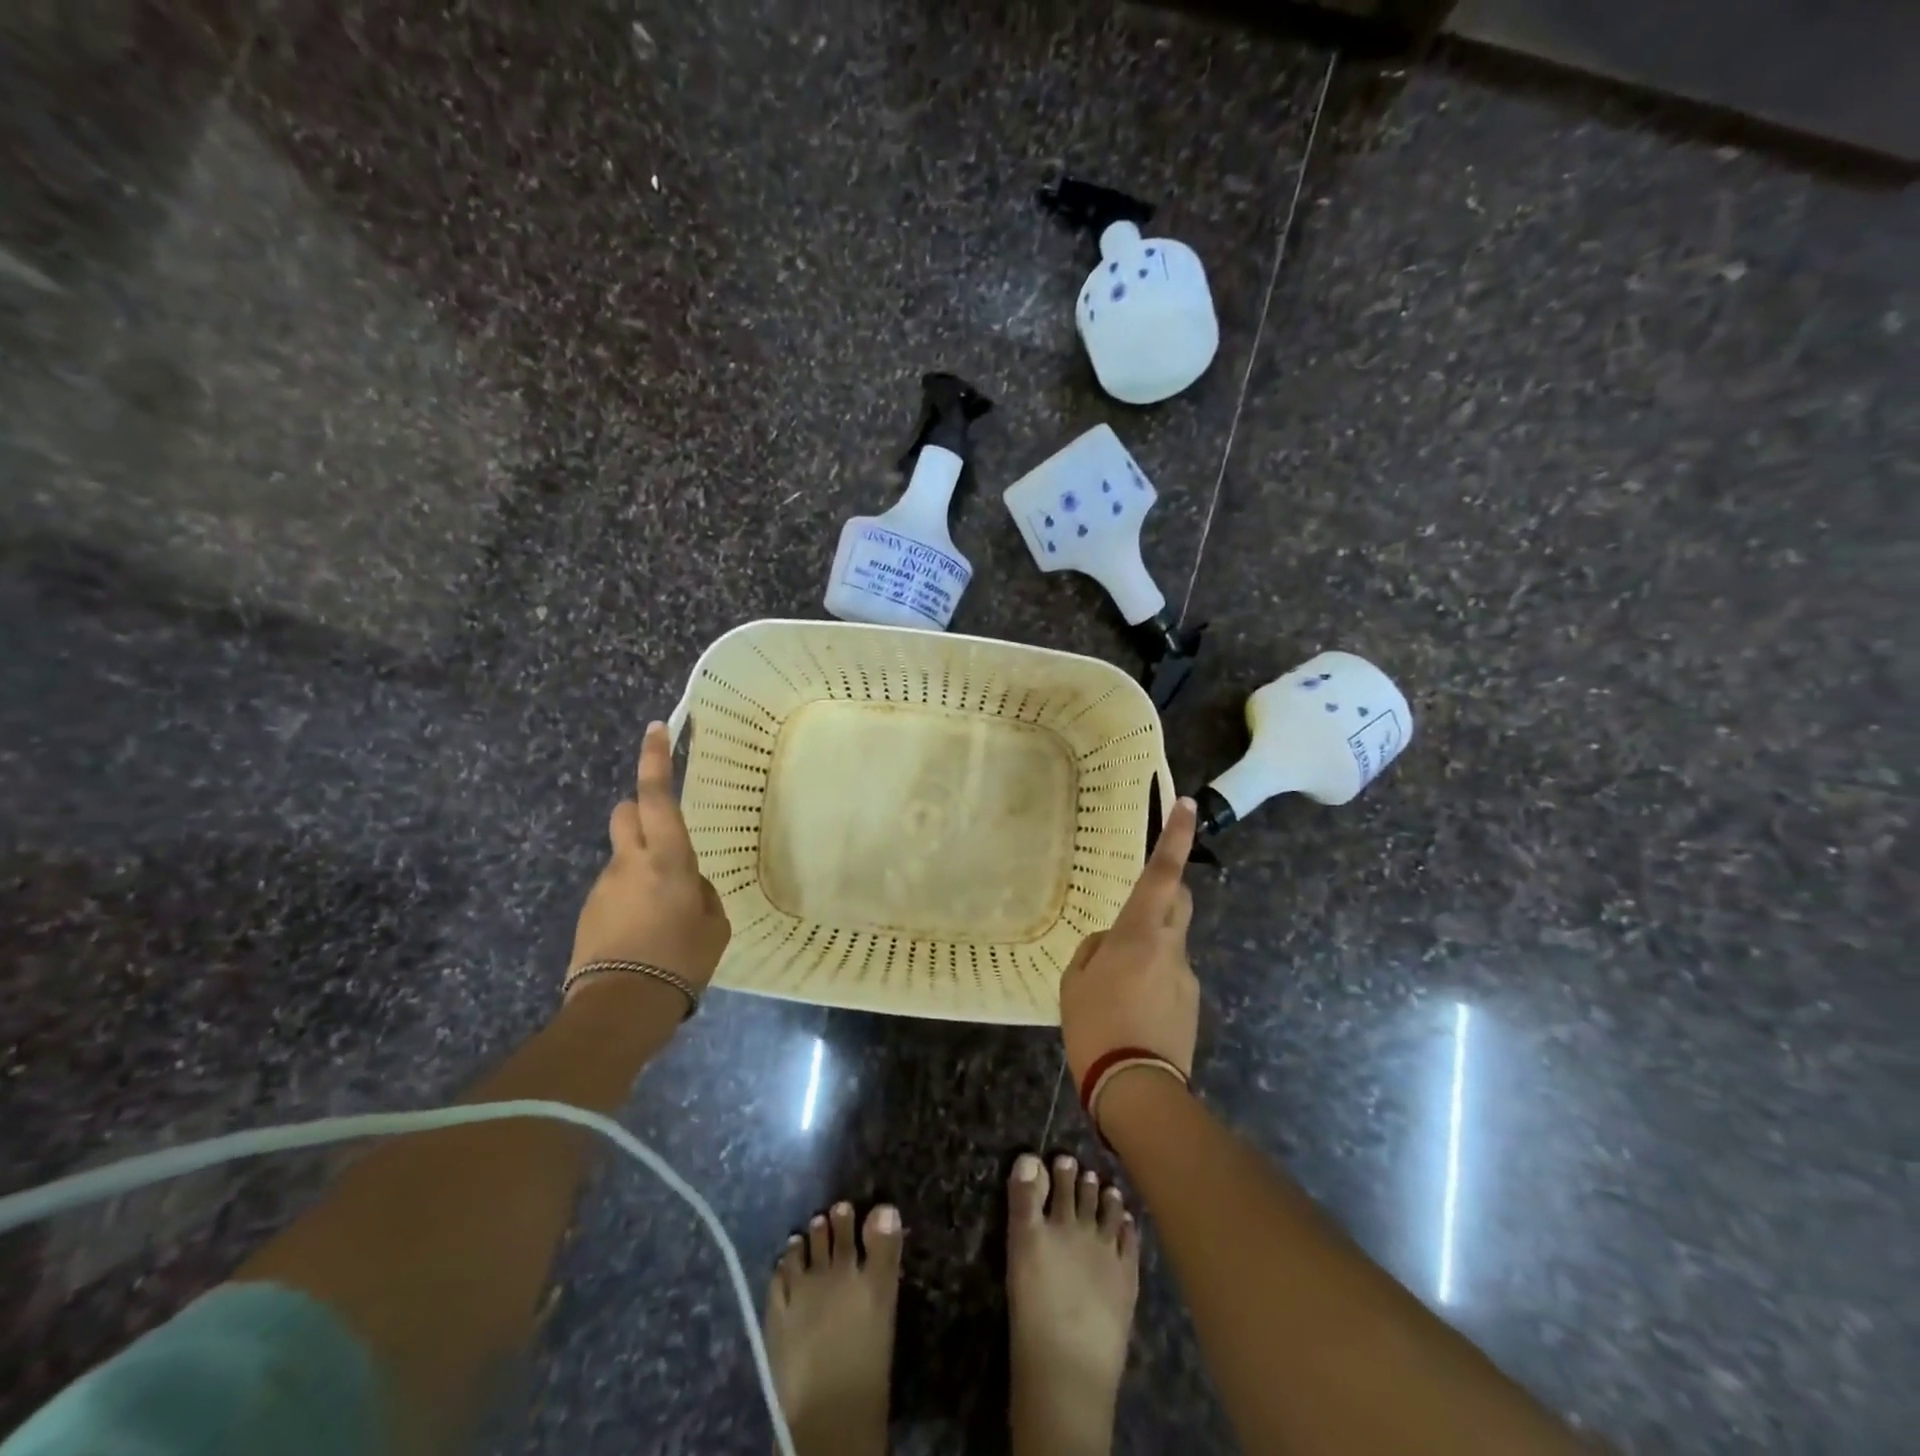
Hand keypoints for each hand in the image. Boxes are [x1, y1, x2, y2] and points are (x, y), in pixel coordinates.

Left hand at [568, 722, 730, 990]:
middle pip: (625, 812)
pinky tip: (644, 932)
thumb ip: (703, 894)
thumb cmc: (681, 959)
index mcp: (668, 859)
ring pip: (622, 855)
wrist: (620, 1007)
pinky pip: (615, 887)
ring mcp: (604, 886)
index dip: (656, 759)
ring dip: (640, 865)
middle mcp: (629, 862)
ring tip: (662, 911)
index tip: (657, 728)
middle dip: (640, 811)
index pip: (657, 796)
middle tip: (663, 836)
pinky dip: (630, 896)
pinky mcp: (589, 910)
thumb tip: (690, 886)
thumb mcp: (715, 925)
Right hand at [1059, 796, 1199, 1085]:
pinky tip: (1129, 1012)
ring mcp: (1186, 978)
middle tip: (1135, 909)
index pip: (1162, 873)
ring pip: (1170, 944)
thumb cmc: (1097, 1026)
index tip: (1188, 804)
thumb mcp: (1075, 981)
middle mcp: (1172, 948)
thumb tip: (1111, 944)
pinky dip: (1151, 980)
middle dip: (1166, 891)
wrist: (1138, 1092)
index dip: (1176, 836)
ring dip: (1148, 949)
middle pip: (1180, 901)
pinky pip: (1170, 977)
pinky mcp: (1192, 1006)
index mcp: (1140, 933)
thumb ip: (1094, 951)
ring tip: (1114, 989)